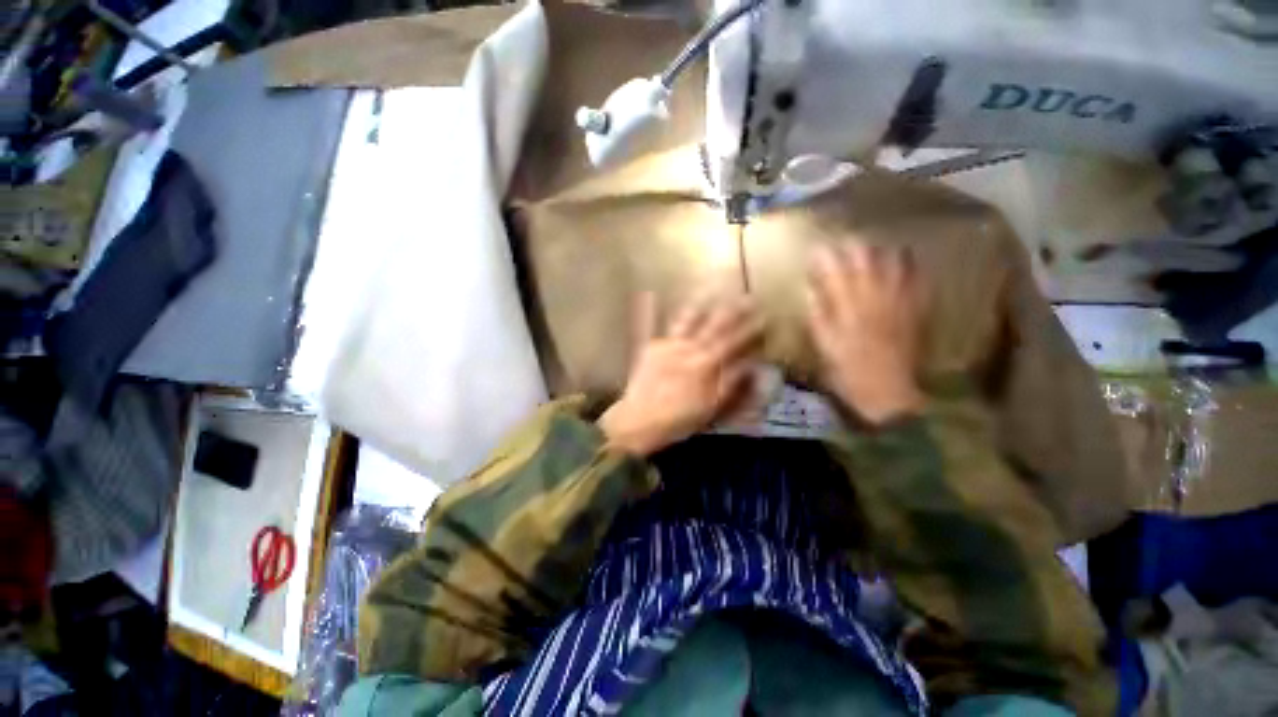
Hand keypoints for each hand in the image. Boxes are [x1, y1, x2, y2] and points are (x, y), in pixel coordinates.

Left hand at [600, 292, 763, 456]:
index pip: (733, 341)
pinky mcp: (649, 348)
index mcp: (705, 364)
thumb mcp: (711, 407)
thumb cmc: (678, 419)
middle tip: (746, 295)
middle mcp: (688, 348)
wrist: (639, 422)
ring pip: (686, 319)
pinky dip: (647, 310)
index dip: (751, 328)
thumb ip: (731, 384)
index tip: (765, 315)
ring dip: (699, 303)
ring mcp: (667, 345)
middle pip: (714, 325)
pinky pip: (647, 326)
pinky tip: (647, 292)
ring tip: (709, 286)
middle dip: (732, 310)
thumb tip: (752, 364)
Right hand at [806, 242, 925, 425]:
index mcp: (847, 307)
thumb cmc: (848, 372)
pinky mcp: (917, 309)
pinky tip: (905, 261)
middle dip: (852, 245)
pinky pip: (918, 278)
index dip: (824, 256)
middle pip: (865, 258)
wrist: (889, 393)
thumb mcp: (824, 346)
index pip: (834, 270)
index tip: (815, 250)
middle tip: (843, 244)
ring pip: (894, 261)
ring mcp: (899, 301)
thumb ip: (818, 316)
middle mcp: (874, 296)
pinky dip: (911, 265)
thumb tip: (810, 290)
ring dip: (881, 250)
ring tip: (873, 248)